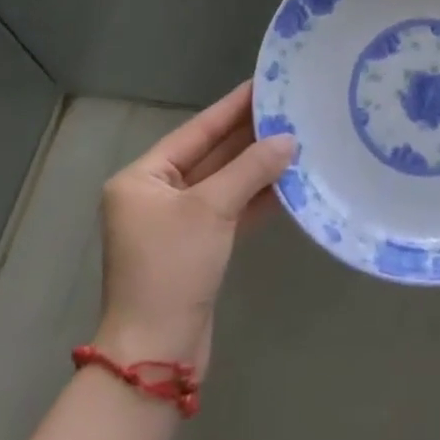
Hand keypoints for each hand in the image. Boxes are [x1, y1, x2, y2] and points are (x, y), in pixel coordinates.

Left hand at [94, 81, 295, 376]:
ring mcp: (176, 223)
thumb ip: (251, 169)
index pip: (197, 130)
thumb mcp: (212, 209)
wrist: (156, 356)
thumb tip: (289, 139)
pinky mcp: (196, 248)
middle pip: (210, 154)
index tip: (264, 84)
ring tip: (297, 139)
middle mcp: (155, 195)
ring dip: (257, 166)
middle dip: (250, 136)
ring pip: (223, 183)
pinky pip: (229, 210)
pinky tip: (288, 181)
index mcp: (143, 178)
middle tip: (289, 109)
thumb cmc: (172, 268)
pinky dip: (255, 197)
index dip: (232, 107)